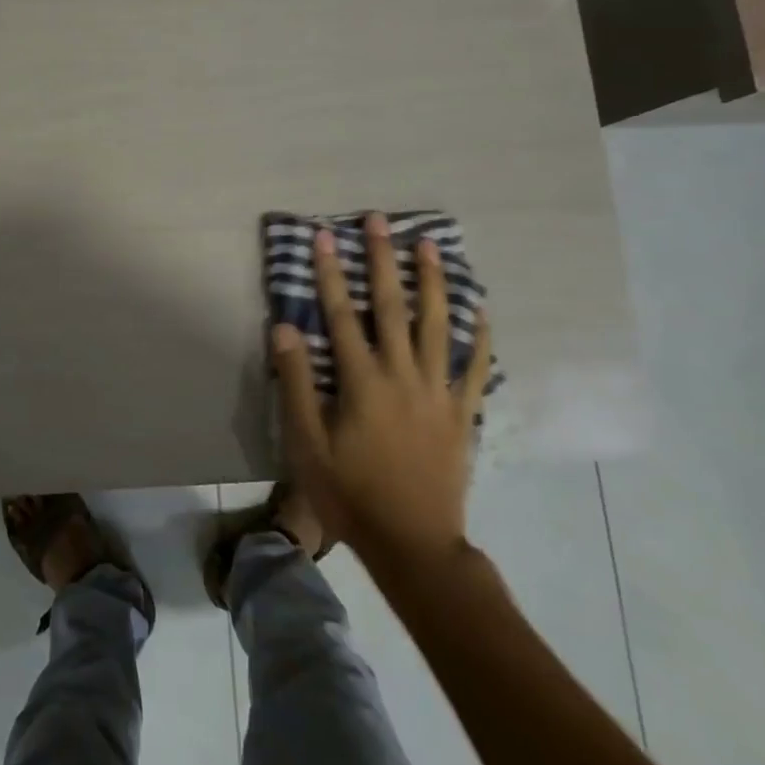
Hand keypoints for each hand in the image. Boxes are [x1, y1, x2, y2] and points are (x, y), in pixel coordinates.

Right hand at [274, 214, 491, 573]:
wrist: (413, 544)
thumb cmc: (350, 492)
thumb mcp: (308, 442)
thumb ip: (297, 382)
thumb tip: (284, 328)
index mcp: (363, 381)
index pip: (342, 314)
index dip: (331, 273)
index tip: (325, 236)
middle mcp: (403, 375)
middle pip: (393, 307)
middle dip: (383, 260)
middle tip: (380, 220)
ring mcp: (438, 392)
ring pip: (438, 325)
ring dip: (432, 281)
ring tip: (429, 246)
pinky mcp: (462, 413)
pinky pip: (474, 367)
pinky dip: (478, 335)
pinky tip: (479, 309)